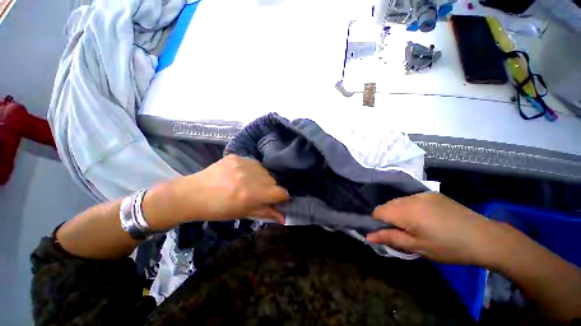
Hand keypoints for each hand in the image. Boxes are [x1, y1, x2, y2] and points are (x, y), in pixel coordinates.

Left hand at [175, 155, 288, 222]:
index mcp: (252, 194)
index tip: (278, 199)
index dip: (281, 197)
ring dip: (261, 178)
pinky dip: (251, 170)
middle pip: (273, 181)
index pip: (280, 192)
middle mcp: (250, 177)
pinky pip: (253, 163)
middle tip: (258, 193)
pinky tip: (241, 175)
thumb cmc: (218, 209)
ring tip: (249, 183)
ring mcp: (243, 164)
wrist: (193, 194)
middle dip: (270, 188)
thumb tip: (283, 218)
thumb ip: (265, 213)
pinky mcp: (236, 157)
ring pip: (264, 171)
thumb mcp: (243, 213)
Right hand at [366, 193, 500, 265]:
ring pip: (399, 201)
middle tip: (402, 232)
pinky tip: (424, 217)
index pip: (378, 211)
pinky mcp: (432, 194)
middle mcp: (411, 198)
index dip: (377, 222)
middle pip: (387, 204)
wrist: (484, 238)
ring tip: (414, 225)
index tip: (387, 233)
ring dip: (399, 212)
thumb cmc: (448, 247)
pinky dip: (410, 207)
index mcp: (406, 211)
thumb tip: (368, 236)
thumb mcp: (418, 247)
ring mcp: (422, 194)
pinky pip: (411, 199)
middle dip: (388, 217)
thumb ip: (390, 239)